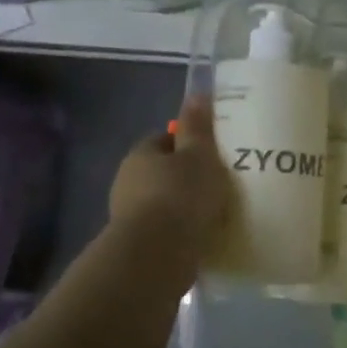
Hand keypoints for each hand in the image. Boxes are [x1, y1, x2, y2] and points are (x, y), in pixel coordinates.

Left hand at [106, 96, 231, 257]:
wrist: (158, 253)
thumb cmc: (181, 195)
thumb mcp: (199, 155)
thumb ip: (198, 127)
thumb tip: (197, 94)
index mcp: (141, 155)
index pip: (163, 140)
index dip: (187, 144)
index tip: (211, 153)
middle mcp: (128, 182)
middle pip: (162, 172)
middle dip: (186, 176)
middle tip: (218, 183)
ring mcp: (130, 215)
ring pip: (163, 202)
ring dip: (184, 206)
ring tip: (215, 212)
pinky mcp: (139, 244)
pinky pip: (166, 229)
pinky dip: (182, 230)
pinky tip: (203, 235)